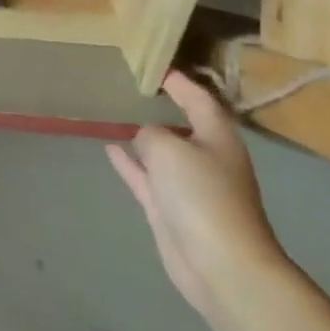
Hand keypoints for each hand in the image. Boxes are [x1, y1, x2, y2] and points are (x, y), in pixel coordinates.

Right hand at [107, 70, 294, 329]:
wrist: (219, 265)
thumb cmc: (202, 196)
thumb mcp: (169, 148)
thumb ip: (150, 134)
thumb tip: (143, 138)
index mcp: (217, 136)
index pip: (197, 98)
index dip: (177, 81)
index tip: (152, 65)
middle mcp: (206, 157)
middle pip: (181, 124)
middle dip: (159, 106)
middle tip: (126, 85)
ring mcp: (187, 186)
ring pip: (161, 151)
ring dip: (141, 135)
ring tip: (113, 113)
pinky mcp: (169, 209)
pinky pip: (145, 176)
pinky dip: (129, 162)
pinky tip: (109, 146)